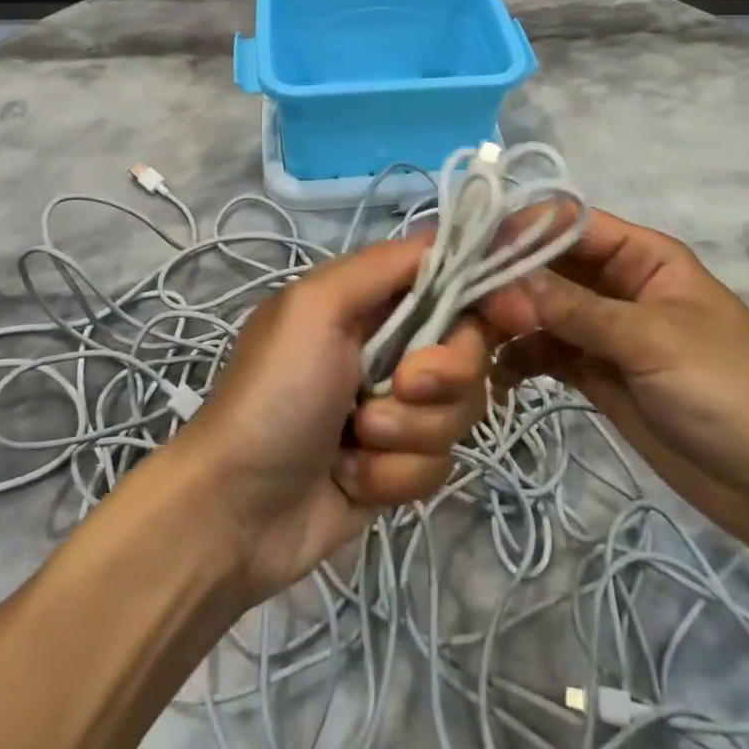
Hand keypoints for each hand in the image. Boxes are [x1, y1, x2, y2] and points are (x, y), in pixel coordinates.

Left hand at [163, 236, 489, 603]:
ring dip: (407, 433)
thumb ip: (383, 265)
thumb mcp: (316, 307)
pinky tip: (350, 478)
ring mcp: (397, 408)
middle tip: (398, 388)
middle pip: (468, 348)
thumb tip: (446, 236)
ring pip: (459, 411)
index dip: (488, 292)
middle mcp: (391, 346)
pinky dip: (394, 475)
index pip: (451, 278)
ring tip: (353, 442)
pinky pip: (438, 464)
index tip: (514, 313)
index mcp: (371, 300)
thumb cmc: (274, 393)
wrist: (234, 512)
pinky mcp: (400, 465)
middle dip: (441, 377)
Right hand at [482, 209, 748, 554]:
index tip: (472, 247)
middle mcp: (618, 284)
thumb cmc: (726, 390)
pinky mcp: (597, 374)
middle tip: (460, 301)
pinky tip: (497, 375)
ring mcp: (605, 331)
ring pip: (542, 309)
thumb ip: (576, 309)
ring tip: (471, 339)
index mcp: (642, 256)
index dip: (523, 229)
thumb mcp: (651, 340)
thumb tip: (504, 280)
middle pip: (549, 266)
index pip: (571, 224)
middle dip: (507, 278)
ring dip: (508, 319)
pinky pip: (548, 353)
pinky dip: (521, 359)